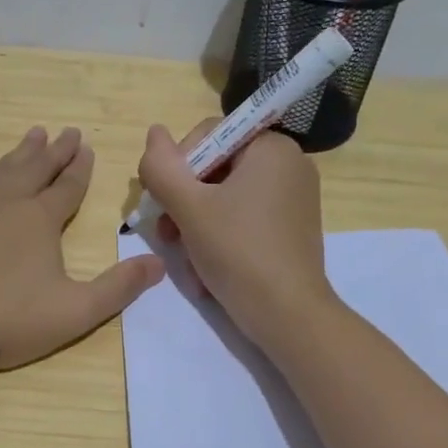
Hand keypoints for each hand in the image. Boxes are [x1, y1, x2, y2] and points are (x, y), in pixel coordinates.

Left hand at [0, 127, 163, 423]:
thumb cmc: (7, 321)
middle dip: (54, 151)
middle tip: (66, 131)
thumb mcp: (75, 311)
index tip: (87, 147)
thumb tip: (159, 262)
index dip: (80, 168)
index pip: (68, 187)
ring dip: (17, 153)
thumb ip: (119, 287)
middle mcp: (6, 203)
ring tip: (32, 134)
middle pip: (35, 170)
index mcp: (40, 221)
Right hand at [136, 119, 339, 355]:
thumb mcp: (189, 207)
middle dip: (184, 201)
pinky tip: (206, 268)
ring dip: (196, 224)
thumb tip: (154, 132)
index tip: (162, 202)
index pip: (208, 135)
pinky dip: (221, 237)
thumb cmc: (238, 252)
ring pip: (226, 197)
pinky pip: (245, 218)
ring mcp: (294, 198)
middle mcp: (289, 164)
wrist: (288, 315)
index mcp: (271, 147)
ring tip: (183, 256)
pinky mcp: (292, 228)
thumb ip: (162, 167)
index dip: (176, 165)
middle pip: (216, 168)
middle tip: (166, 234)